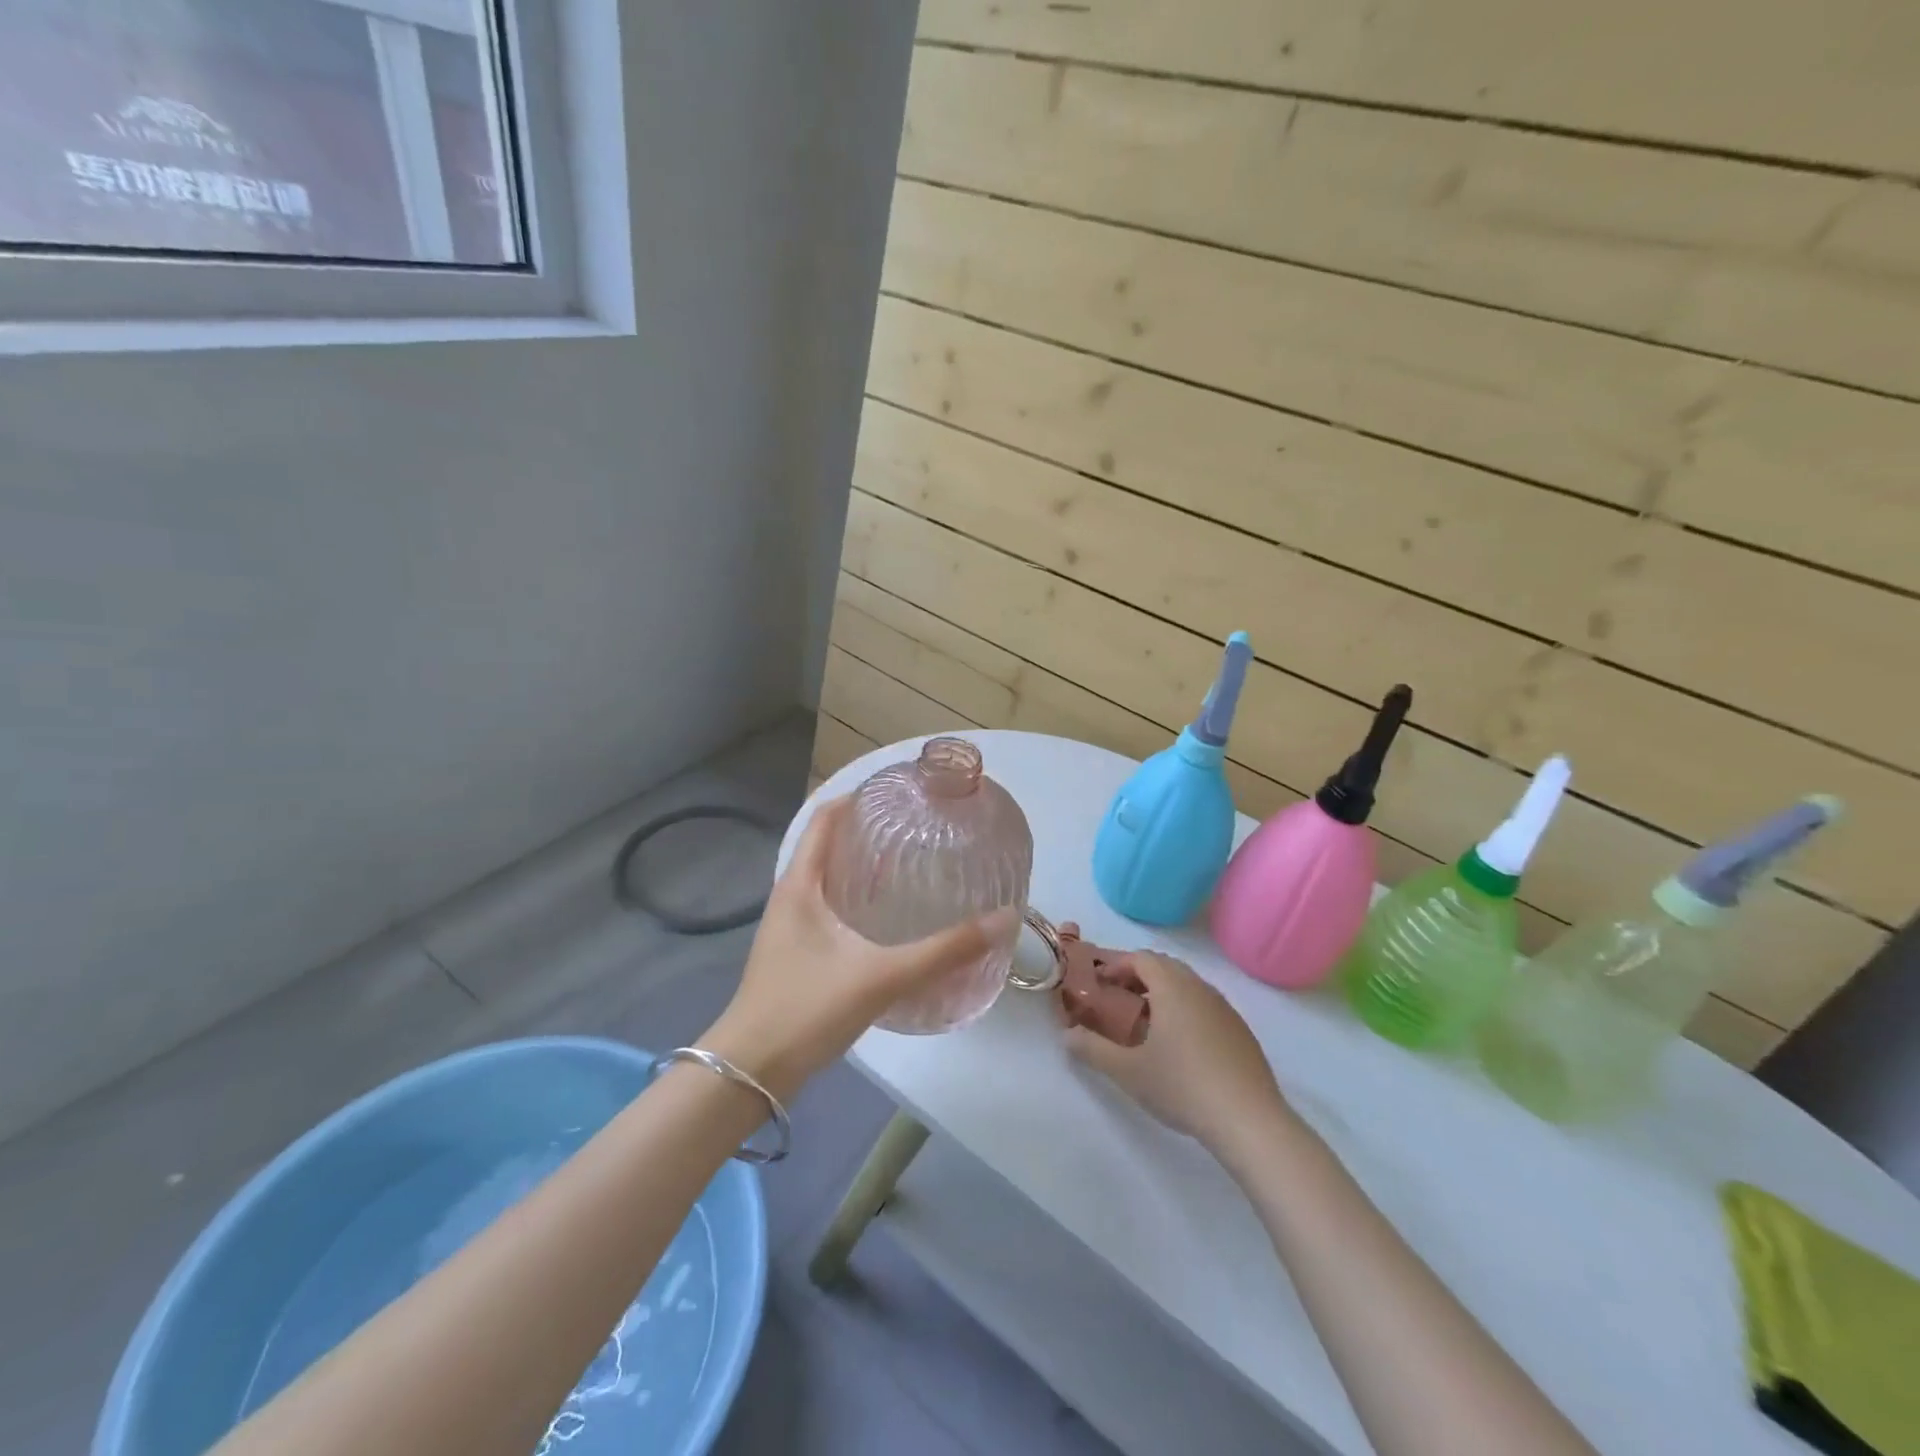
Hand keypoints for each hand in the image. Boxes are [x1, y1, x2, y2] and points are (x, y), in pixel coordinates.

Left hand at [701, 796, 1014, 1101]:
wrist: (749, 1073)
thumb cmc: (807, 1009)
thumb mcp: (882, 976)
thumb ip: (944, 950)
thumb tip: (1002, 919)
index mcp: (800, 883)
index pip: (825, 818)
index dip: (858, 797)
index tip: (900, 791)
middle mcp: (791, 895)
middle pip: (828, 844)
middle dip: (869, 831)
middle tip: (919, 827)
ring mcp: (790, 926)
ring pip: (829, 879)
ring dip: (864, 866)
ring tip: (912, 864)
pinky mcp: (796, 953)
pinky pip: (830, 908)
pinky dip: (858, 899)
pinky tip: (889, 919)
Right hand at [1064, 951, 1290, 1156]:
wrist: (1249, 1121)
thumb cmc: (1182, 1086)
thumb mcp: (1127, 1071)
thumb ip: (1092, 1049)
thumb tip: (1067, 1035)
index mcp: (1172, 987)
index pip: (1141, 958)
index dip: (1116, 965)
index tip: (1099, 983)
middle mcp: (1200, 988)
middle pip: (1165, 967)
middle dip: (1138, 976)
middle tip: (1117, 1000)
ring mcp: (1225, 1009)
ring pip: (1188, 986)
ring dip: (1163, 993)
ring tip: (1145, 1023)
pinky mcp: (1241, 1031)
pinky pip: (1205, 1006)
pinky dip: (1185, 1011)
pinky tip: (1180, 1047)